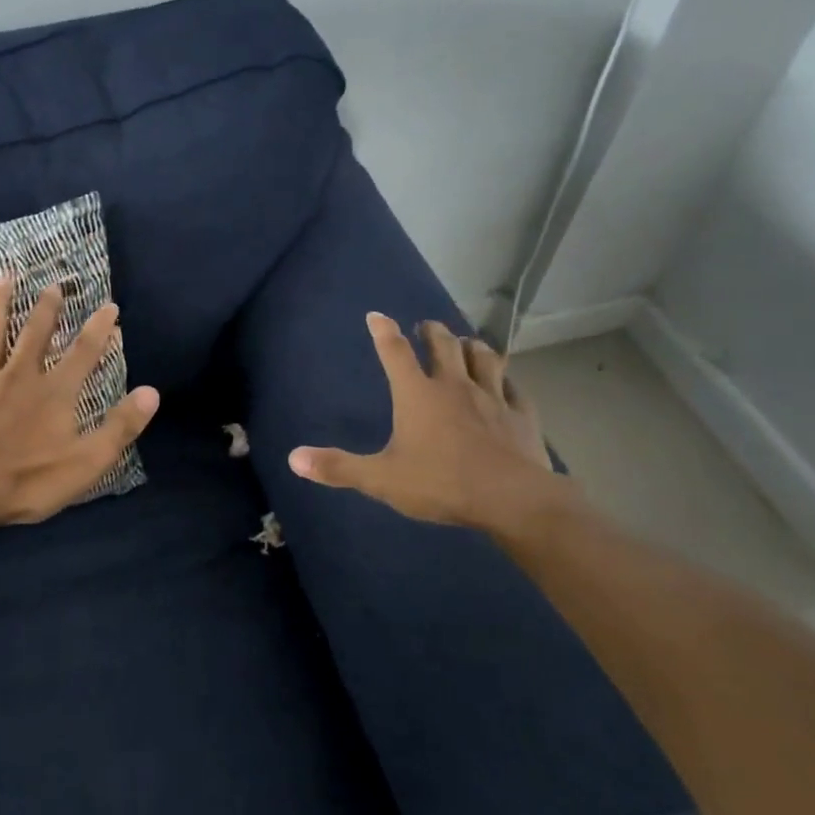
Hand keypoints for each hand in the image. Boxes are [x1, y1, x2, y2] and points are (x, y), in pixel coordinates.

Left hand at [0, 276, 159, 527]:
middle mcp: (19, 376)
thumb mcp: (87, 461)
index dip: (99, 329)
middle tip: (53, 285)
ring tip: (4, 278)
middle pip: (35, 334)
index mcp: (54, 392)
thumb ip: (120, 426)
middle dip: (48, 308)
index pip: (83, 352)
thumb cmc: (28, 479)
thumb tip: (152, 392)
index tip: (110, 306)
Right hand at [288, 313, 579, 540]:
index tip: (376, 315)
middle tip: (426, 327)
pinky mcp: (521, 415)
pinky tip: (506, 382)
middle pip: (443, 345)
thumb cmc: (441, 483)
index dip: (383, 331)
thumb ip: (339, 467)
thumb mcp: (381, 479)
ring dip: (472, 347)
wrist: (511, 498)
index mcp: (417, 394)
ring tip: (466, 344)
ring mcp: (492, 397)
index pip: (395, 352)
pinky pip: (515, 388)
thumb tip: (293, 458)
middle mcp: (454, 386)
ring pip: (484, 357)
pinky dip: (507, 380)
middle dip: (432, 331)